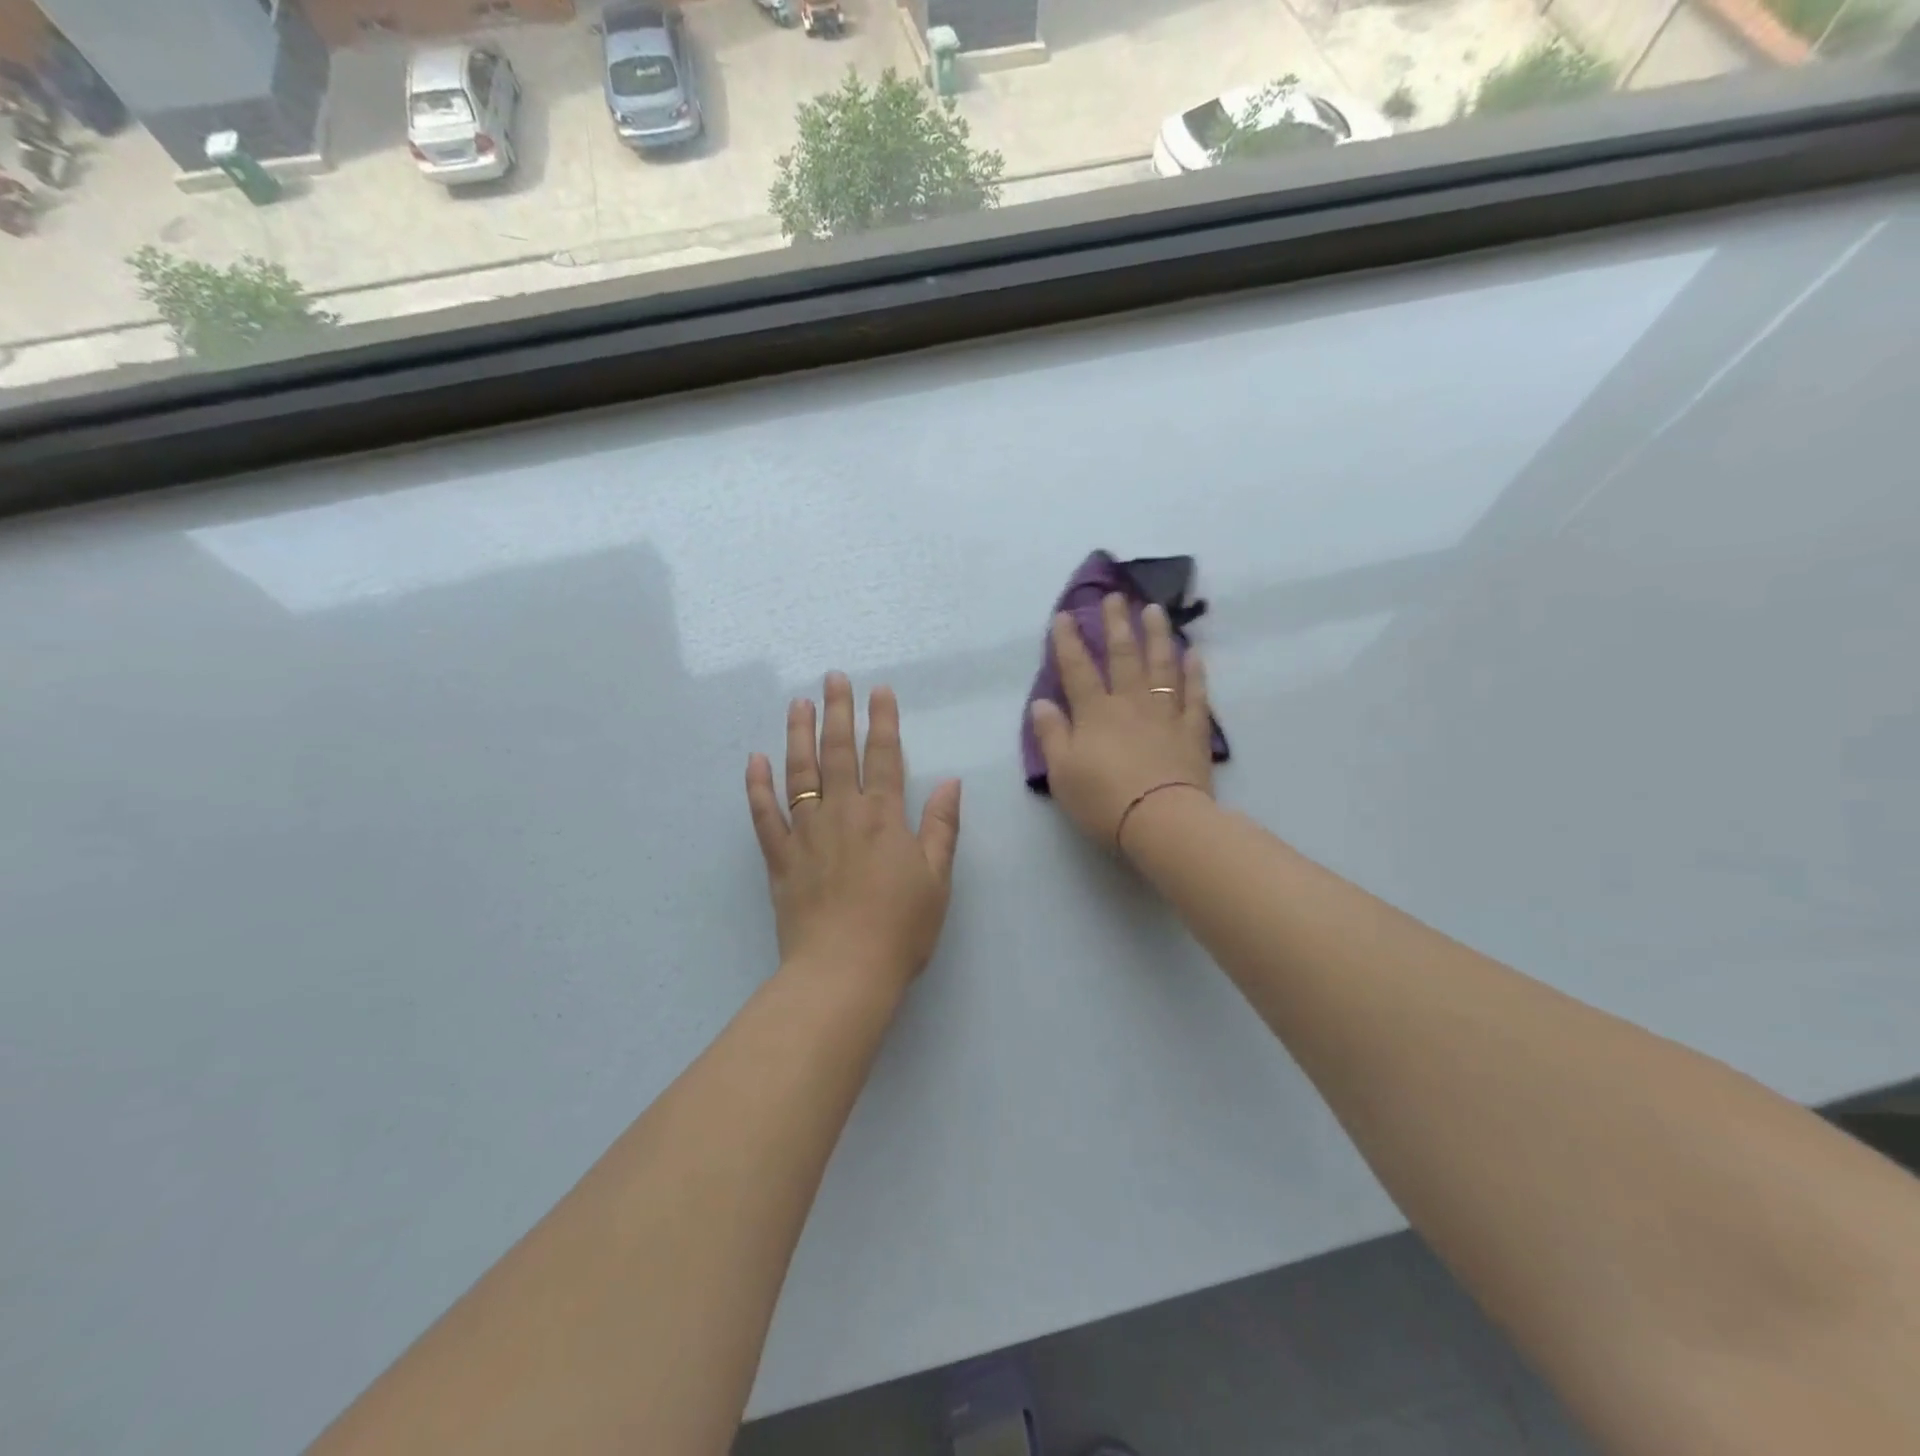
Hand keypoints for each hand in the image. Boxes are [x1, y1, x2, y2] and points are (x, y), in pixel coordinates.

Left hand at [746, 673, 962, 990]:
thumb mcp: (936, 879)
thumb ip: (942, 827)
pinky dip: (757, 787)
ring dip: (798, 735)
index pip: (884, 756)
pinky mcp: (780, 858)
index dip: (883, 720)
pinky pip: (764, 816)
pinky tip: (754, 760)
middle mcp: (842, 814)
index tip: (879, 690)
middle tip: (832, 678)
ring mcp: (806, 834)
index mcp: (884, 817)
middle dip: (838, 712)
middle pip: (839, 753)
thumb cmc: (900, 928)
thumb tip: (952, 781)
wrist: (844, 973)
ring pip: (799, 773)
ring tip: (797, 704)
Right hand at [1030, 595, 1215, 851]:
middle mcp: (1130, 703)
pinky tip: (1193, 653)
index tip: (1064, 615)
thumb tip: (1042, 703)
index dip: (1068, 641)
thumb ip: (1051, 735)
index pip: (1077, 669)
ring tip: (1155, 611)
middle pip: (1123, 656)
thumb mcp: (1062, 772)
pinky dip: (1194, 673)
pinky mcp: (1192, 731)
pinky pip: (1195, 695)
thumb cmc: (1103, 800)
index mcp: (1095, 713)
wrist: (1161, 821)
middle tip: (1116, 596)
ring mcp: (1165, 714)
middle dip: (1116, 624)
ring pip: (1162, 666)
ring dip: (1158, 636)